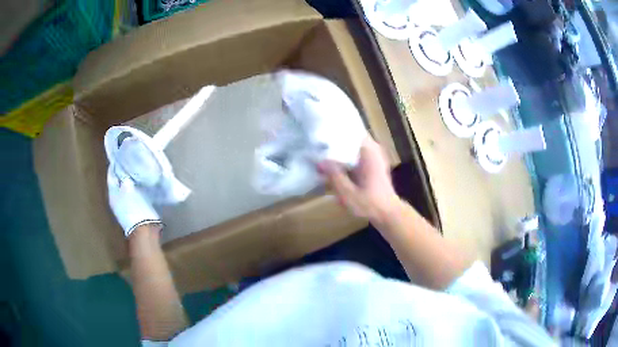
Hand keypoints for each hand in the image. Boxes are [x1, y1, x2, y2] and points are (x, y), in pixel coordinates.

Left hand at [107, 163, 161, 236]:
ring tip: (137, 169)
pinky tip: (142, 183)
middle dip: (123, 171)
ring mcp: (124, 206)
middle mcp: (115, 199)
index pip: (111, 173)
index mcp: (112, 193)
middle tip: (130, 160)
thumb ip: (125, 177)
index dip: (116, 164)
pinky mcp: (133, 210)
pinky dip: (135, 188)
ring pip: (125, 187)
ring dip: (130, 180)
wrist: (144, 230)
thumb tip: (123, 167)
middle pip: (117, 180)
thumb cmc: (135, 207)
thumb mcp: (128, 188)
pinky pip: (132, 194)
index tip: (122, 154)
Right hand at [318, 136, 400, 224]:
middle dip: (335, 140)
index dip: (337, 130)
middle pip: (351, 138)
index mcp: (369, 152)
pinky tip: (332, 164)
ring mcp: (374, 158)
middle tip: (316, 142)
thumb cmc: (370, 204)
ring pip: (352, 147)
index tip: (321, 130)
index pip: (352, 131)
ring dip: (339, 150)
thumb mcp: (348, 192)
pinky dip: (345, 158)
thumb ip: (334, 175)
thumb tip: (319, 161)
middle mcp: (373, 151)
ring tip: (321, 151)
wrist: (388, 214)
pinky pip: (355, 155)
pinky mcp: (372, 166)